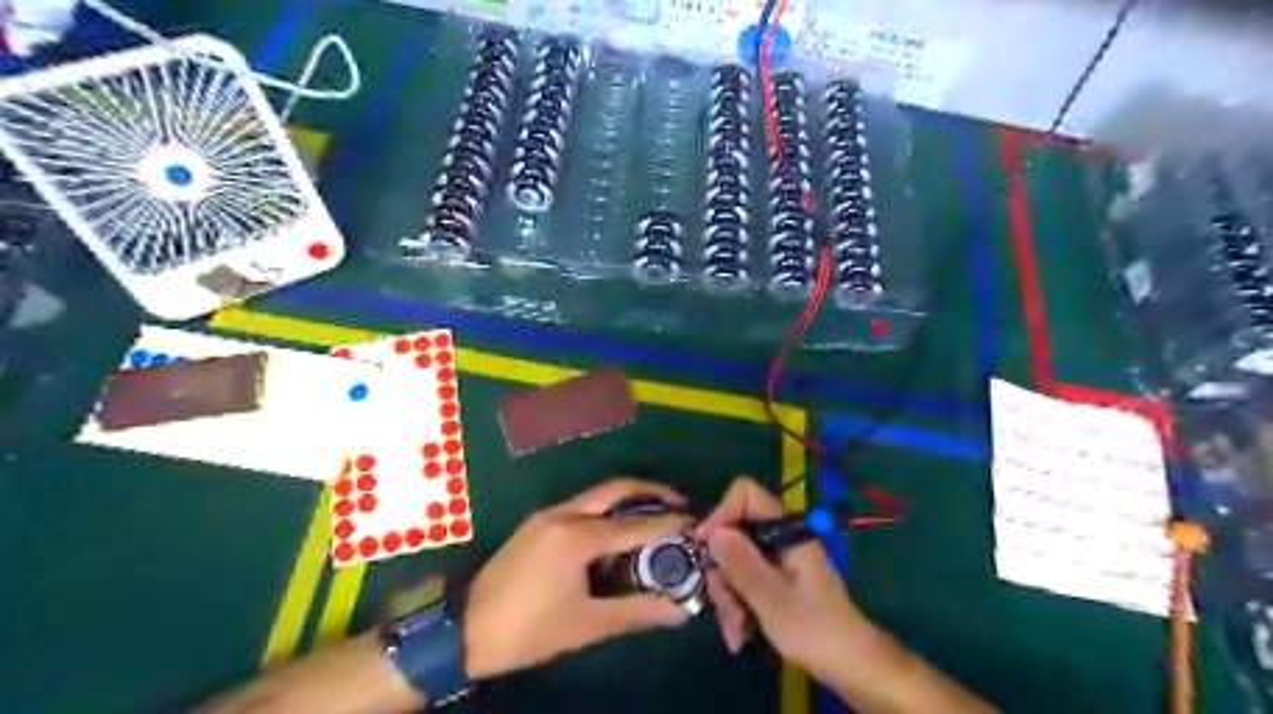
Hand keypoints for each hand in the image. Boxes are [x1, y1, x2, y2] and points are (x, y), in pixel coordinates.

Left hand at [464, 478, 691, 677]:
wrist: (465, 629)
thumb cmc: (529, 629)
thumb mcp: (586, 624)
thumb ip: (636, 612)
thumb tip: (679, 612)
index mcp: (577, 537)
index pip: (635, 524)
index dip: (668, 523)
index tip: (695, 524)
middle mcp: (564, 514)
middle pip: (616, 489)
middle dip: (651, 491)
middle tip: (678, 504)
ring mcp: (547, 515)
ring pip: (597, 495)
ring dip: (628, 499)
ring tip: (654, 517)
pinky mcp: (537, 523)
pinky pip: (581, 506)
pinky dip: (606, 511)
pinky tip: (615, 533)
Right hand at [695, 481, 875, 685]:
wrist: (849, 664)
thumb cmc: (814, 629)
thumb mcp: (771, 598)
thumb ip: (741, 562)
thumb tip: (713, 532)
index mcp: (786, 530)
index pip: (745, 494)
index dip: (722, 513)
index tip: (706, 547)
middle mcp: (778, 538)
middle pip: (733, 533)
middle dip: (722, 571)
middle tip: (722, 604)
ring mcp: (775, 559)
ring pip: (733, 561)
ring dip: (728, 596)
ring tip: (735, 632)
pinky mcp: (773, 579)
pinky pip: (743, 580)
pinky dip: (737, 605)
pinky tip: (739, 633)